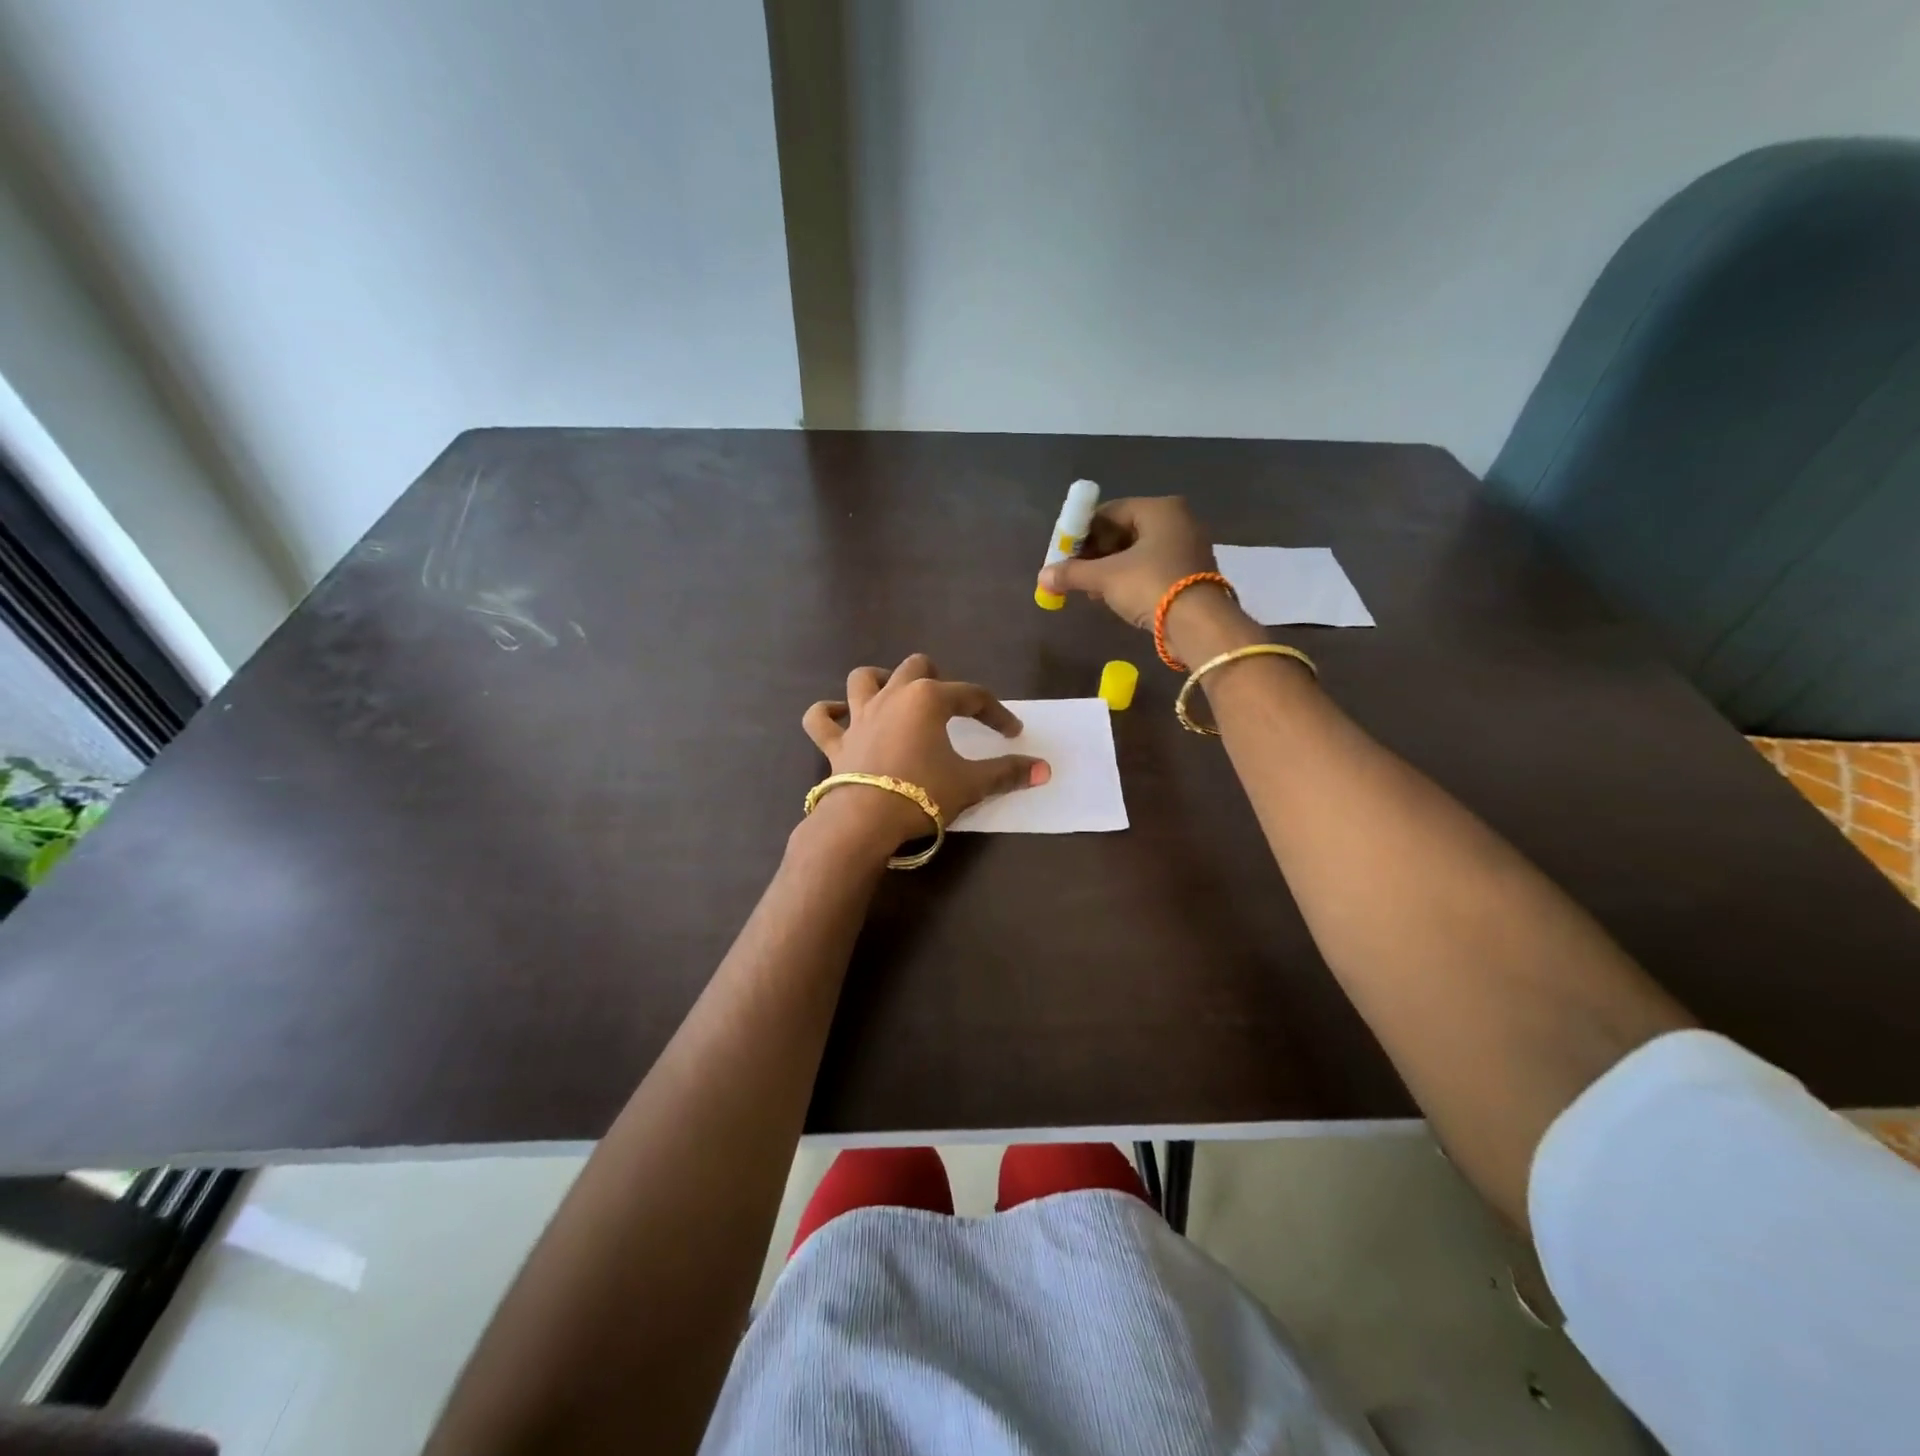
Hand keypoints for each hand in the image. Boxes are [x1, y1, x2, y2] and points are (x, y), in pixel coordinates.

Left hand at [801, 654, 1049, 852]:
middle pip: (916, 668)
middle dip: (937, 679)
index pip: (972, 696)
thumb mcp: (971, 784)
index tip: (1011, 732)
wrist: (865, 821)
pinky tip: (837, 716)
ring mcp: (859, 717)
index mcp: (928, 699)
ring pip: (863, 679)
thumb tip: (1045, 769)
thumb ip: (1007, 773)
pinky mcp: (836, 743)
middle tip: (949, 705)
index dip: (996, 712)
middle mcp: (892, 697)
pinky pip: (821, 720)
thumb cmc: (922, 794)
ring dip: (879, 681)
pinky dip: (828, 714)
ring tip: (892, 694)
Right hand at [1036, 497, 1259, 661]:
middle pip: (1124, 530)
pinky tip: (1111, 595)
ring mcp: (1187, 547)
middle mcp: (1177, 520)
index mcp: (1159, 509)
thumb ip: (1072, 573)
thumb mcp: (1105, 578)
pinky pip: (1151, 567)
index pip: (1109, 511)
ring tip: (1089, 588)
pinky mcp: (1191, 573)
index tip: (1063, 552)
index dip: (1082, 531)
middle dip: (1095, 552)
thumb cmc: (1150, 585)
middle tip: (1074, 572)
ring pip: (1137, 551)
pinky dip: (1130, 578)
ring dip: (1110, 568)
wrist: (1198, 625)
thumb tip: (1042, 577)